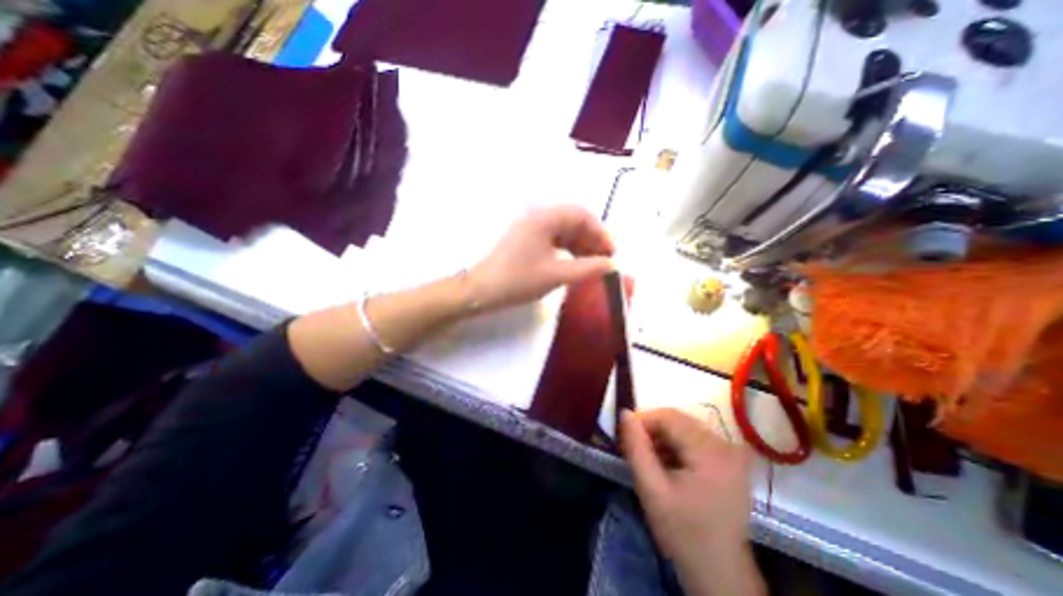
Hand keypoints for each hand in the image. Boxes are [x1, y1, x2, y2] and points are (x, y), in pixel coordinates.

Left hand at [466, 204, 615, 312]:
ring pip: (563, 231)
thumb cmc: (518, 280)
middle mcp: (537, 217)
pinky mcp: (526, 240)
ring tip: (593, 264)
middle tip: (605, 259)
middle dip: (592, 239)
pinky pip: (553, 239)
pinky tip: (575, 263)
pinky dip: (567, 250)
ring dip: (580, 245)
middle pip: (573, 221)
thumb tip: (612, 265)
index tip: (612, 251)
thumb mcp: (557, 275)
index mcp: (544, 218)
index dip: (600, 231)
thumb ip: (588, 268)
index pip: (581, 214)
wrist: (481, 291)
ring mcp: (530, 229)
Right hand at [624, 410, 763, 594]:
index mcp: (710, 452)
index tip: (625, 436)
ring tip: (648, 458)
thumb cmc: (682, 533)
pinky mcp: (730, 462)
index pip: (669, 416)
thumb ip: (636, 448)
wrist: (720, 576)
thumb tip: (625, 414)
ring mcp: (731, 454)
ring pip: (686, 428)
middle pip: (679, 420)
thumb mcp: (651, 490)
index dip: (643, 420)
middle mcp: (726, 446)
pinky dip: (677, 445)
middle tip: (634, 447)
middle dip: (652, 429)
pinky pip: (696, 439)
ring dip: (663, 437)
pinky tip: (667, 464)